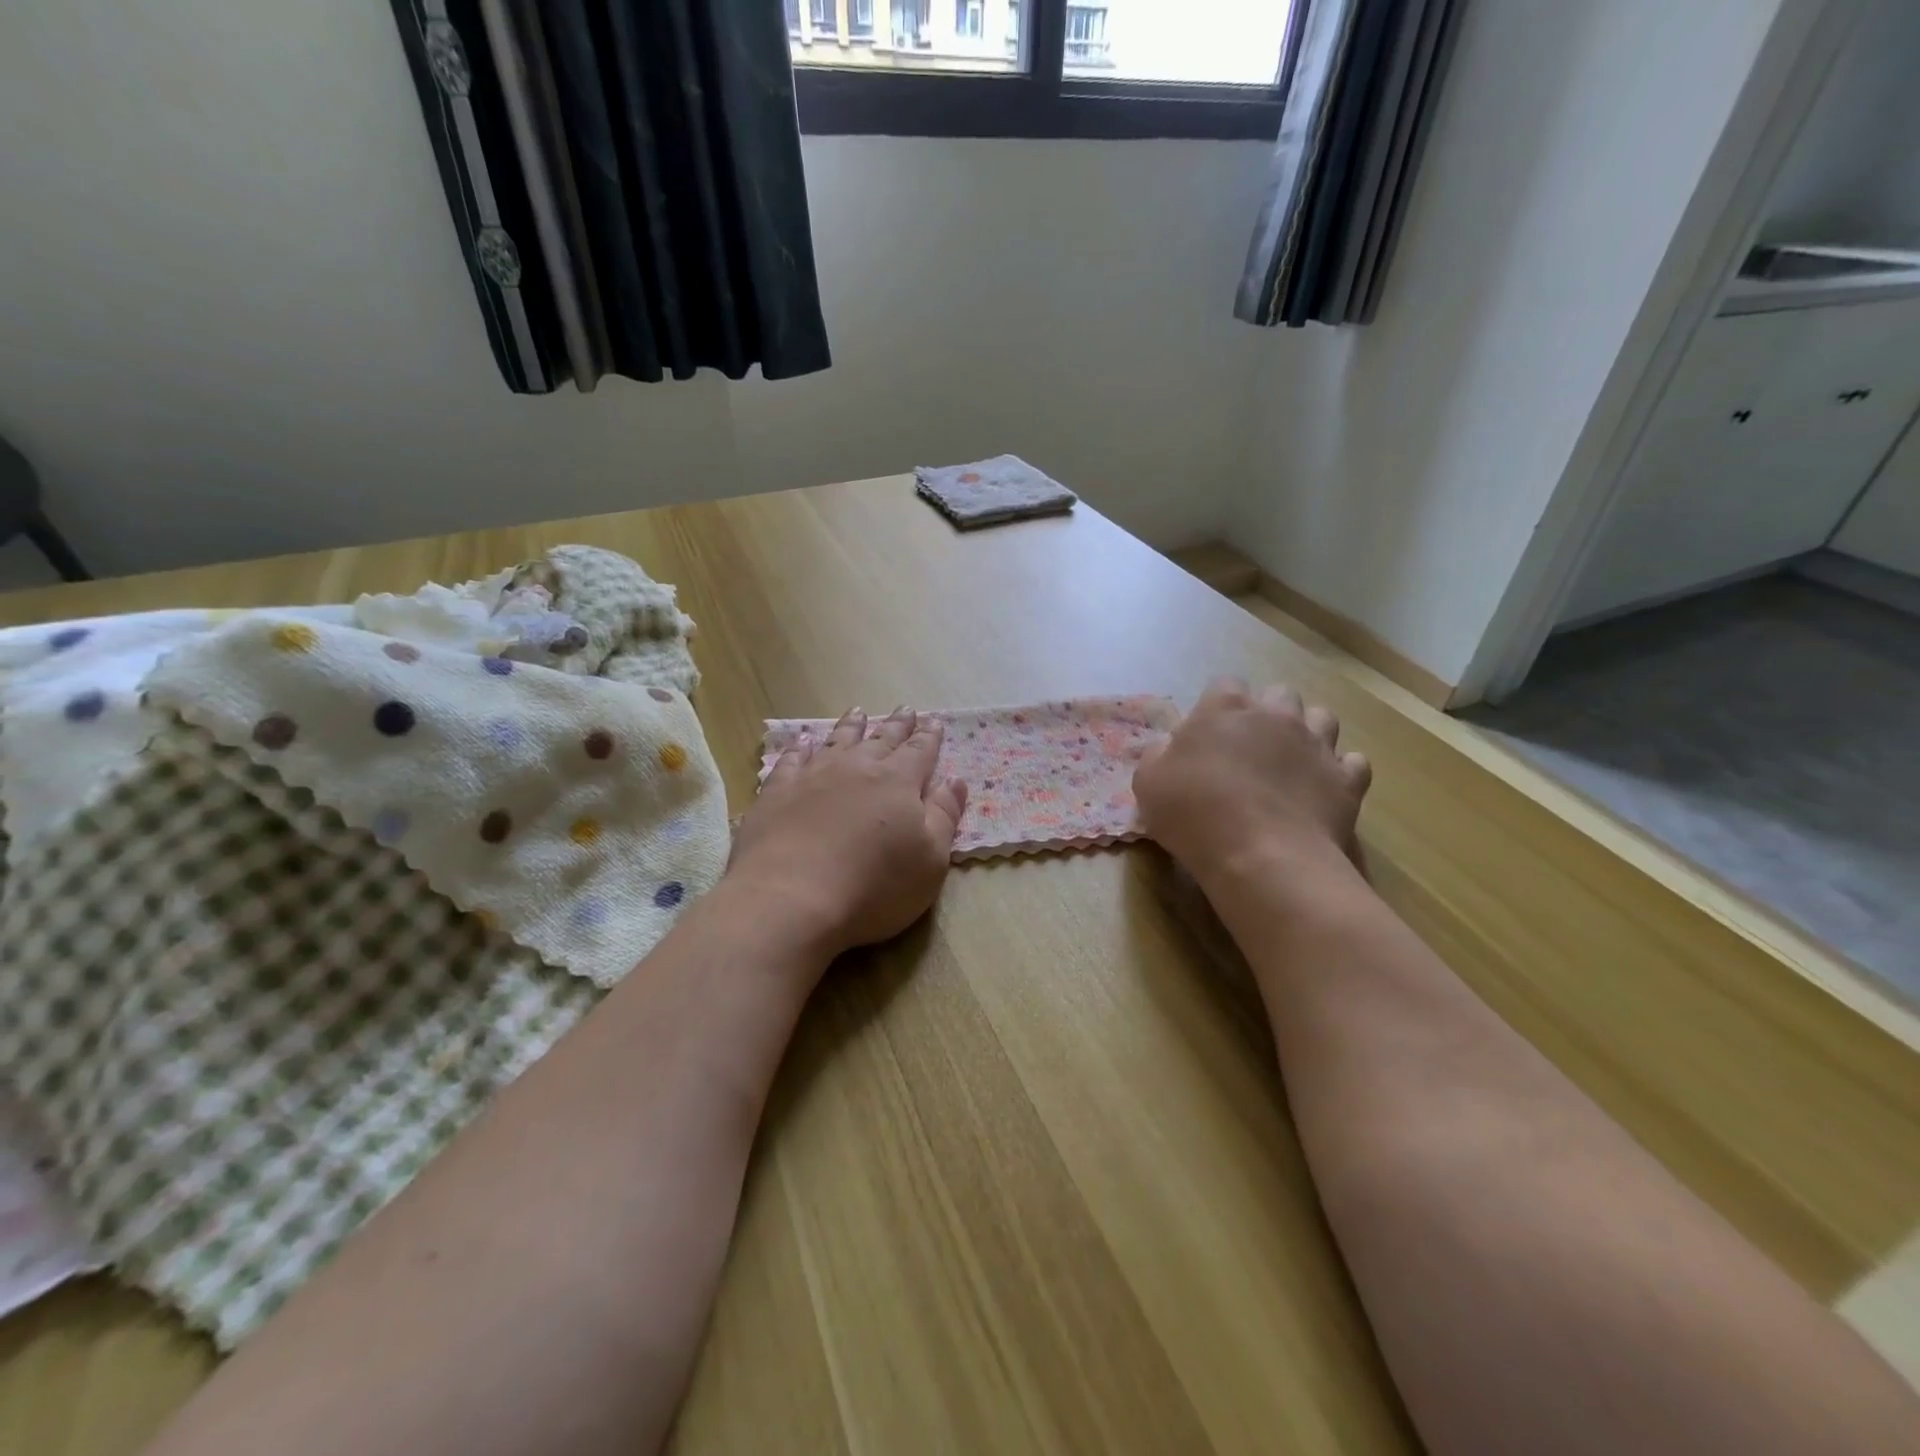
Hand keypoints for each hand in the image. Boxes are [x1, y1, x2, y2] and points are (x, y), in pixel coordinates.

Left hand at [728, 707, 968, 959]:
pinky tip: (803, 740)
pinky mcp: (777, 792)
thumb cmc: (874, 884)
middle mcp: (858, 769)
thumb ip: (944, 815)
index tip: (934, 720)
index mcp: (898, 782)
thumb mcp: (930, 858)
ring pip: (838, 741)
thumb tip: (955, 780)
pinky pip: (792, 760)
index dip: (929, 737)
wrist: (791, 896)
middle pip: (882, 739)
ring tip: (858, 712)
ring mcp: (814, 776)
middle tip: (905, 709)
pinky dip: (800, 747)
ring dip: (851, 726)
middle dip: (897, 725)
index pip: (920, 752)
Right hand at [1134, 678, 1371, 886]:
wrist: (1262, 857)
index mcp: (1224, 708)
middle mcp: (1275, 715)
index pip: (1224, 684)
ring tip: (1289, 763)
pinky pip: (1352, 762)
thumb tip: (1169, 748)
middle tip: (1249, 748)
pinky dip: (1339, 771)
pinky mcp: (1346, 779)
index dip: (1216, 706)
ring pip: (1322, 718)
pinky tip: (1322, 788)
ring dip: (1307, 733)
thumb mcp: (1148, 783)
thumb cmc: (1195, 814)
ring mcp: (1317, 744)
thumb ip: (1158, 755)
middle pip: (1278, 694)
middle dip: (1266, 713)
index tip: (1206, 735)